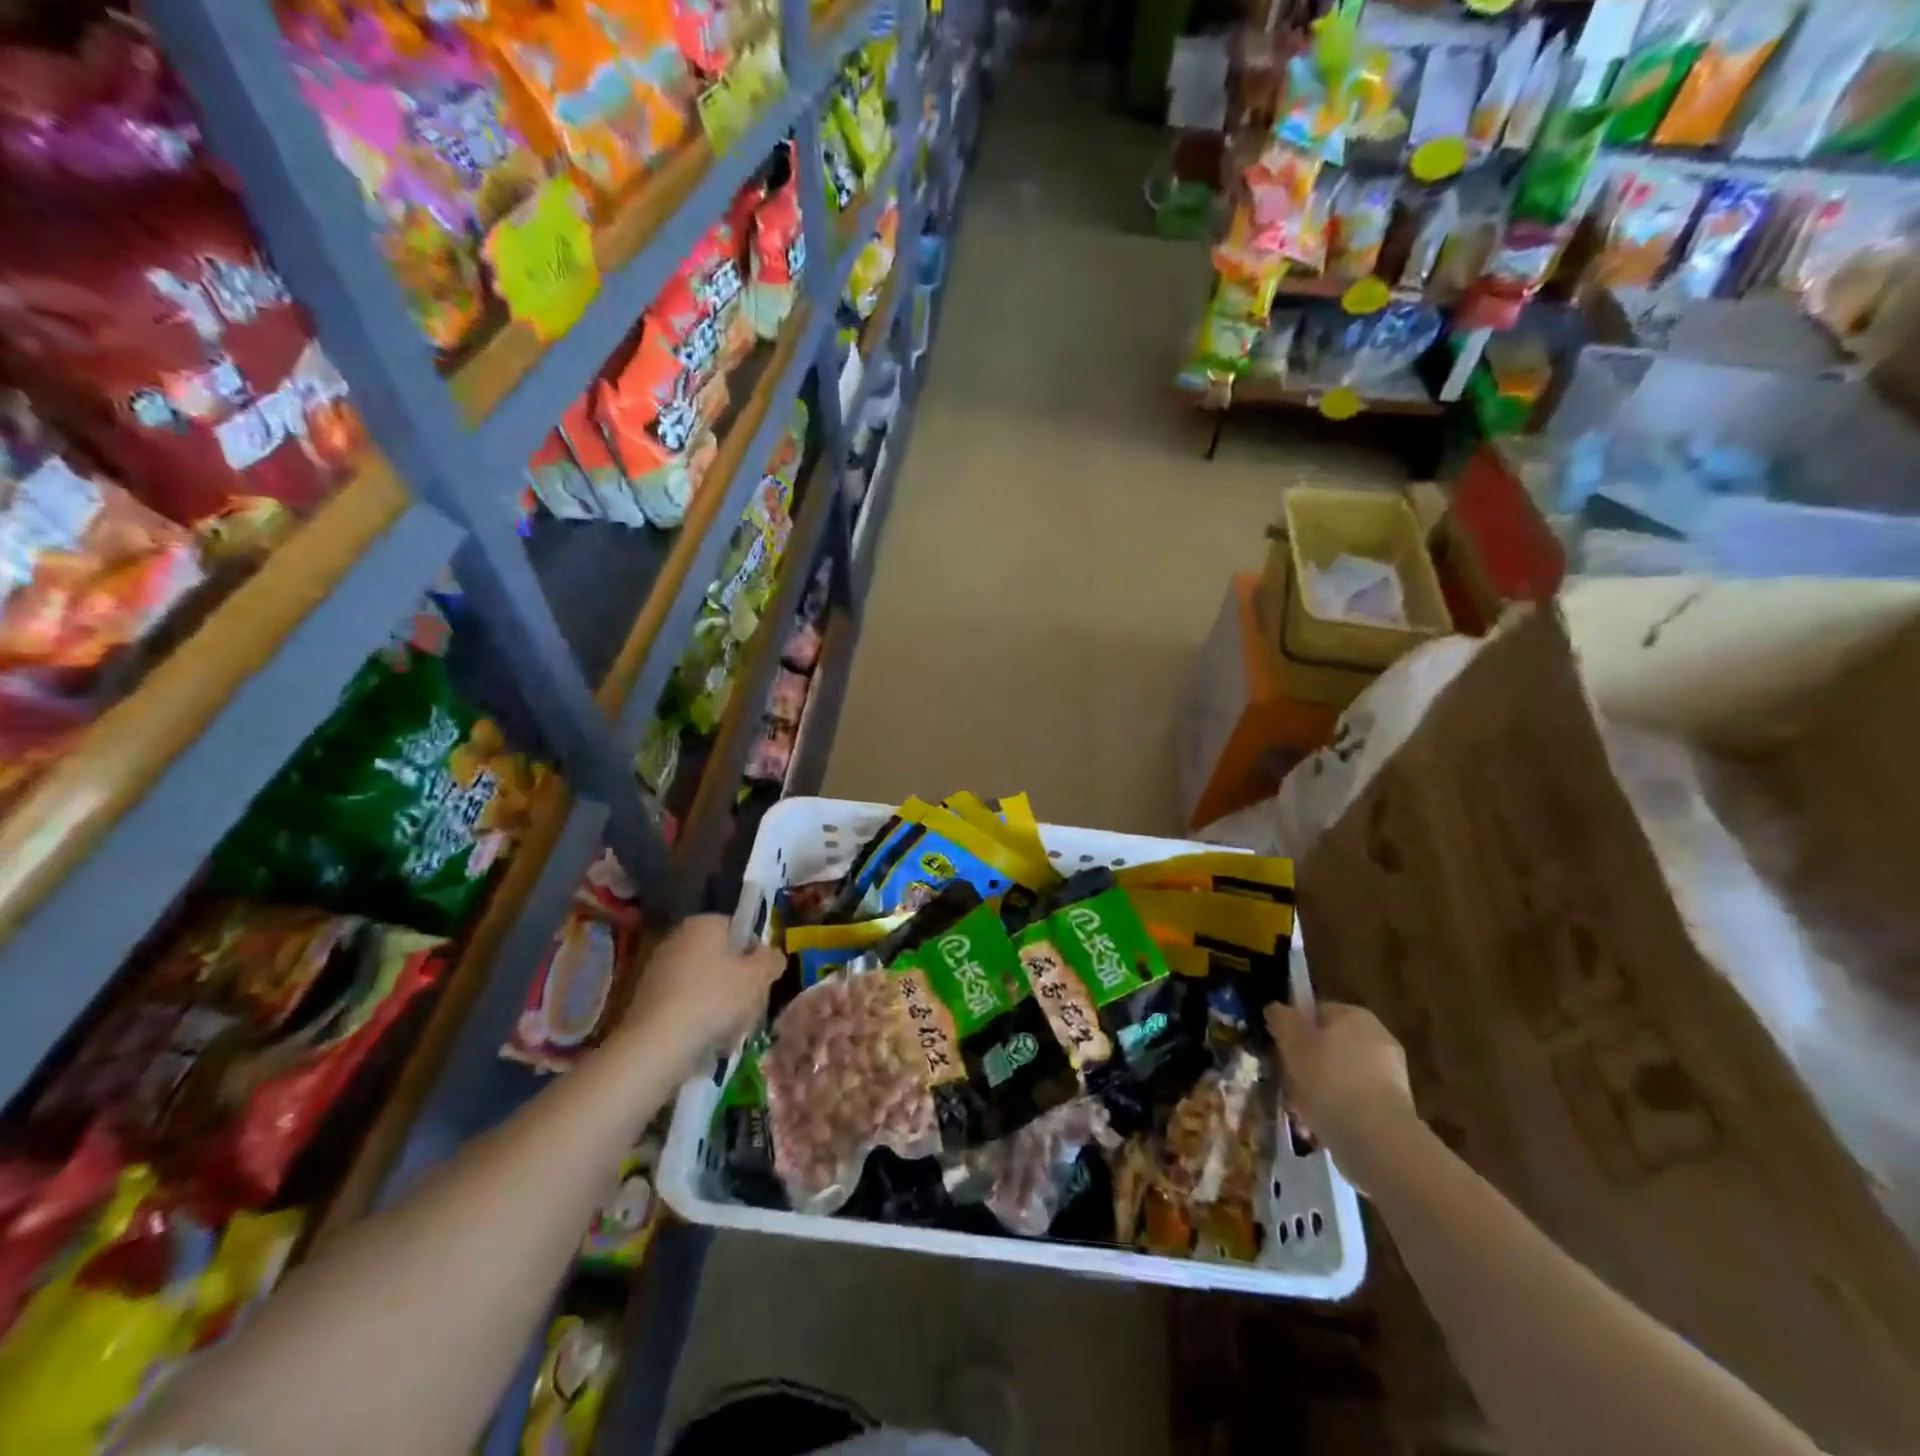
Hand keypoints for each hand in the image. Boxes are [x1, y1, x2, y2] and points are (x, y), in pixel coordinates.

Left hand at [621, 915, 782, 1071]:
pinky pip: (684, 1004)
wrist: (656, 1045)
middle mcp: (678, 938)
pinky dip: (697, 1019)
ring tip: (729, 1033)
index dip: (756, 955)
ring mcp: (658, 969)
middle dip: (739, 984)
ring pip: (705, 985)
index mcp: (704, 923)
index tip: (763, 981)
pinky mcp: (645, 1000)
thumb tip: (773, 956)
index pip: (740, 930)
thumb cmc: (715, 999)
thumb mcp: (758, 977)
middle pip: (722, 959)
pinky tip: (705, 1042)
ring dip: (720, 1006)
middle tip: (750, 1009)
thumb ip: (772, 960)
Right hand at [1266, 1002, 1418, 1190]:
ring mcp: (1390, 1074)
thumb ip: (1281, 1018)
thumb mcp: (1291, 1041)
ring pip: (1338, 1077)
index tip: (1279, 1054)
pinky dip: (1337, 1112)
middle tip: (1287, 1088)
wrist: (1377, 1139)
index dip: (1292, 1032)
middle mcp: (1377, 1037)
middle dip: (1305, 1067)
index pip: (1314, 1013)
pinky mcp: (1395, 1108)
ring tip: (1300, 1116)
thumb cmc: (1329, 1080)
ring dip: (1318, 1092)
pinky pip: (1354, 1102)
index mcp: (1354, 1015)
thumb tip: (1276, 1009)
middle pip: (1327, 1047)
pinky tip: (1320, 1129)